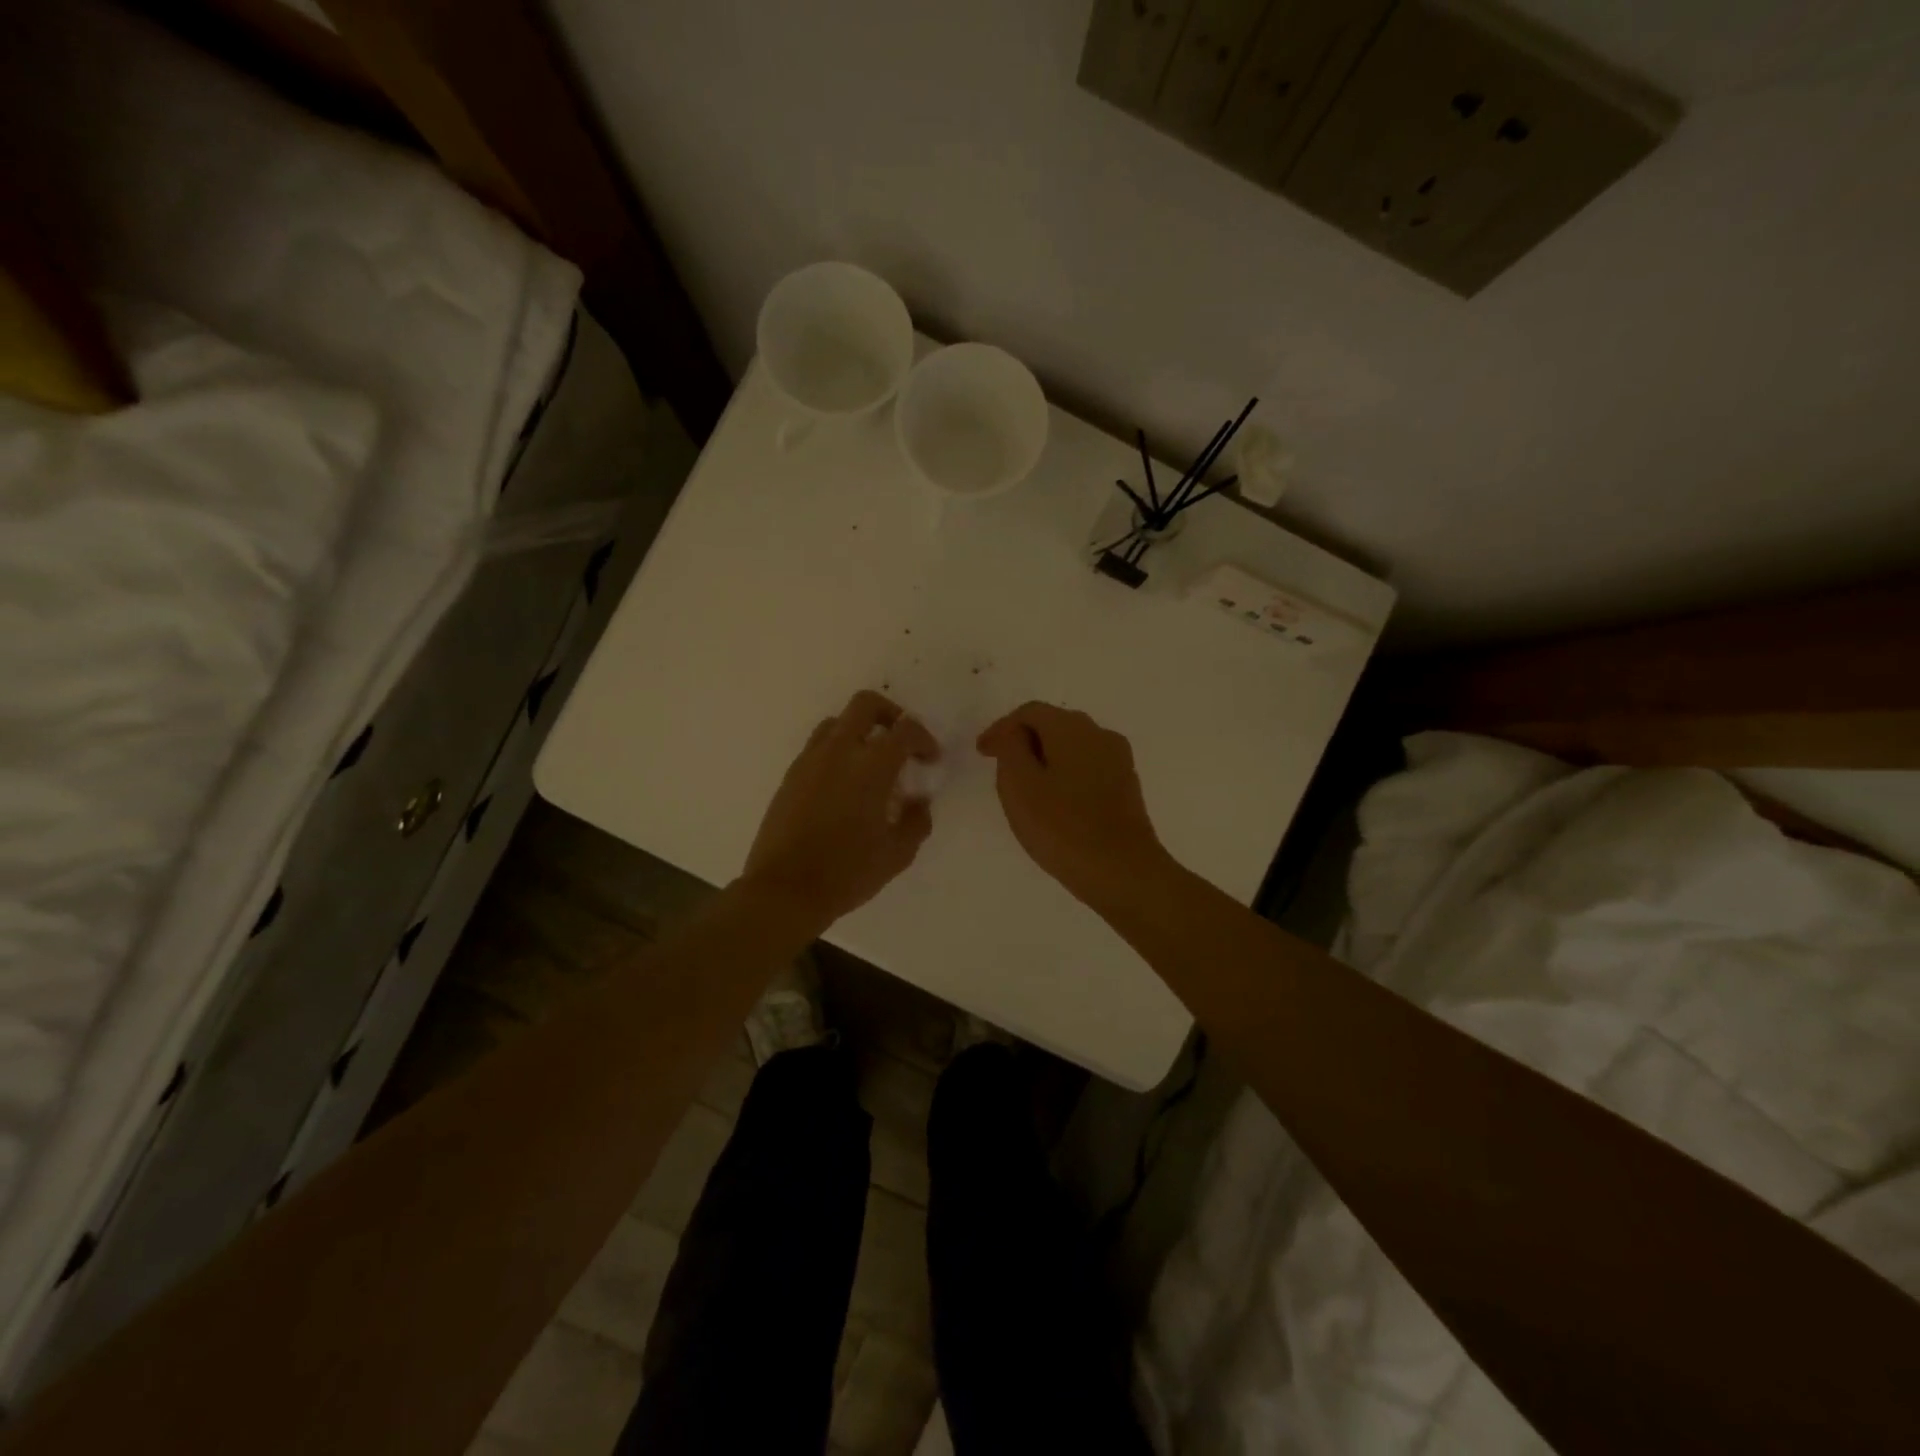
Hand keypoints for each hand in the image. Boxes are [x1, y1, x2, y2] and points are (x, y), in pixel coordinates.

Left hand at [742, 690, 939, 931]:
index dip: (924, 739)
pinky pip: (817, 747)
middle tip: (900, 741)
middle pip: (866, 705)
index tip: (930, 759)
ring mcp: (809, 761)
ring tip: (870, 763)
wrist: (784, 890)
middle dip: (890, 714)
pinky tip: (844, 785)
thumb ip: (916, 822)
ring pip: (837, 722)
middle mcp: (839, 752)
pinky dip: (837, 752)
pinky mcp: (790, 776)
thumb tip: (919, 803)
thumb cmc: (847, 873)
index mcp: (871, 767)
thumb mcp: (897, 854)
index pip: (905, 729)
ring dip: (859, 731)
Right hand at [976, 702, 1170, 909]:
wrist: (1123, 872)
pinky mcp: (1126, 786)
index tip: (982, 753)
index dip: (1001, 728)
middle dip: (1024, 741)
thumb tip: (1015, 733)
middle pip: (1054, 724)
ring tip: (1025, 786)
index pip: (1030, 712)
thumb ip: (1011, 748)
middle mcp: (1100, 734)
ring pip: (1073, 747)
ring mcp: (1118, 760)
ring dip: (1046, 758)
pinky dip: (1065, 774)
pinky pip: (1088, 767)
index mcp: (1072, 728)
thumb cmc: (1062, 827)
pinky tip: (1055, 801)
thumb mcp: (1020, 785)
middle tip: (1000, 766)